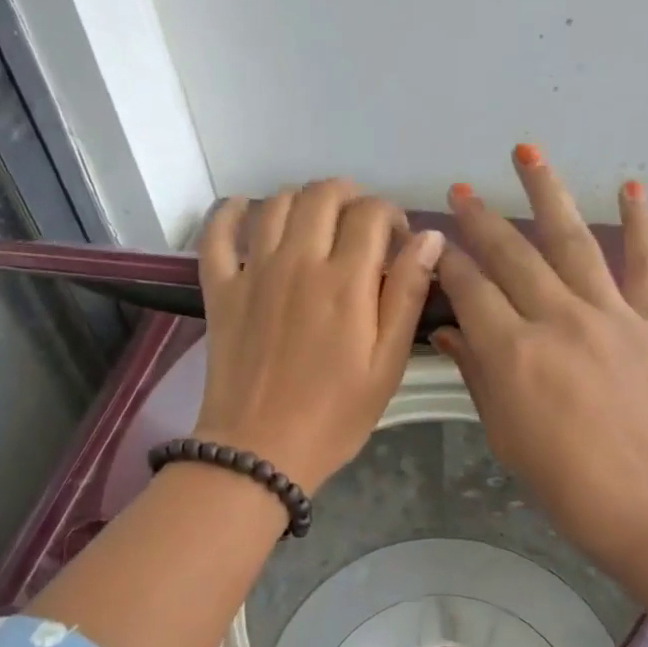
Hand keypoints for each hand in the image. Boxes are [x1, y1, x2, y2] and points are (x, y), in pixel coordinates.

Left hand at [194, 180, 443, 494]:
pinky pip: (218, 233)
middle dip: (349, 196)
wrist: (260, 451)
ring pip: (276, 204)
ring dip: (301, 199)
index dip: (391, 215)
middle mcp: (298, 261)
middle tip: (359, 225)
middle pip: (322, 196)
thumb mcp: (388, 363)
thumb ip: (408, 295)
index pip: (371, 213)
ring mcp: (254, 271)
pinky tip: (247, 210)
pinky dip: (232, 212)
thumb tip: (430, 238)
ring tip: (315, 221)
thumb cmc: (335, 415)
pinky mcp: (221, 289)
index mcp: (346, 281)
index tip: (397, 240)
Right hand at [432, 148, 647, 569]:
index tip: (431, 243)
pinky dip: (642, 222)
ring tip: (527, 151)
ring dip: (547, 191)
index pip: (468, 288)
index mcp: (512, 351)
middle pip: (511, 254)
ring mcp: (611, 313)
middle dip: (481, 218)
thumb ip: (477, 374)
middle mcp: (557, 318)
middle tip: (462, 189)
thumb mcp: (505, 434)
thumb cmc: (567, 485)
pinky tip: (631, 186)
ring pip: (572, 239)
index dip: (446, 261)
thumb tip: (448, 333)